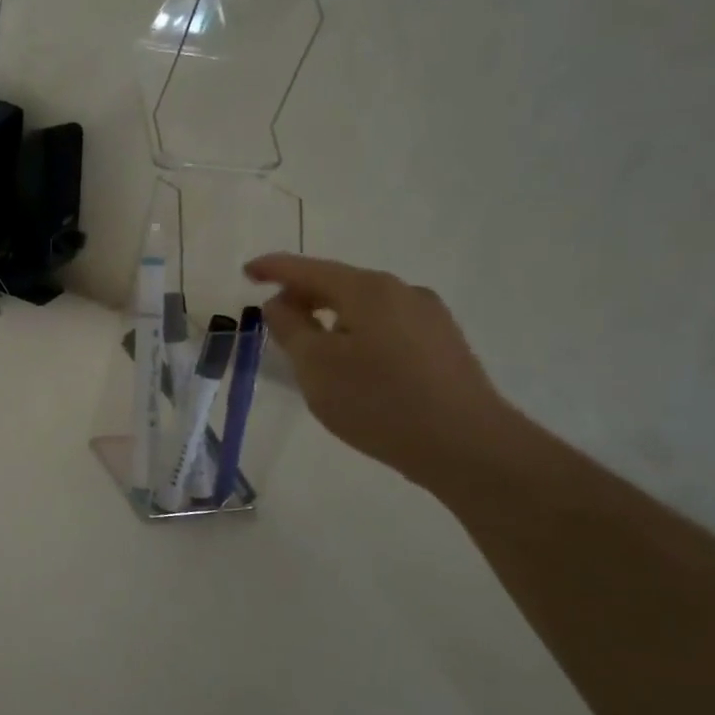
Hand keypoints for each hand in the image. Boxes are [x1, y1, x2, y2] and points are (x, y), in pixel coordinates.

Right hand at [243, 255, 521, 488]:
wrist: (467, 445)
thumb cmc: (378, 401)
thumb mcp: (315, 365)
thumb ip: (289, 327)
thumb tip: (280, 303)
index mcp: (367, 289)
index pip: (307, 269)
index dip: (273, 269)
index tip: (247, 272)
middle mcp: (402, 291)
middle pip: (339, 284)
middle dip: (303, 297)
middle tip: (276, 321)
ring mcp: (429, 316)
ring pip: (365, 307)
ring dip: (332, 319)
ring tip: (314, 350)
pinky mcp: (444, 344)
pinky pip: (388, 327)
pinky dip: (359, 334)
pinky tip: (356, 367)